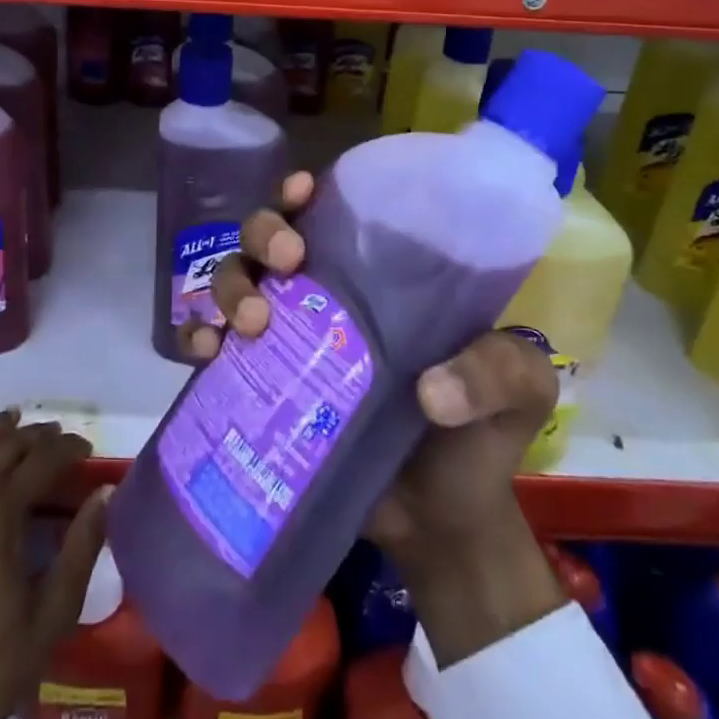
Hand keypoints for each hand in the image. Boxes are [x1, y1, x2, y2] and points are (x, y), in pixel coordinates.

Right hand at [196, 172, 568, 667]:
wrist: (441, 525)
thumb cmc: (480, 439)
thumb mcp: (518, 391)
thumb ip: (495, 374)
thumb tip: (429, 392)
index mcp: (378, 278)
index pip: (330, 214)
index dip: (303, 193)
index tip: (301, 193)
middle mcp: (323, 296)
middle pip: (268, 238)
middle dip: (263, 234)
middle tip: (286, 262)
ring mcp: (286, 340)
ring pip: (234, 280)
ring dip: (230, 285)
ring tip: (251, 324)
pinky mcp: (259, 387)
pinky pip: (214, 347)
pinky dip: (199, 337)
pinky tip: (206, 351)